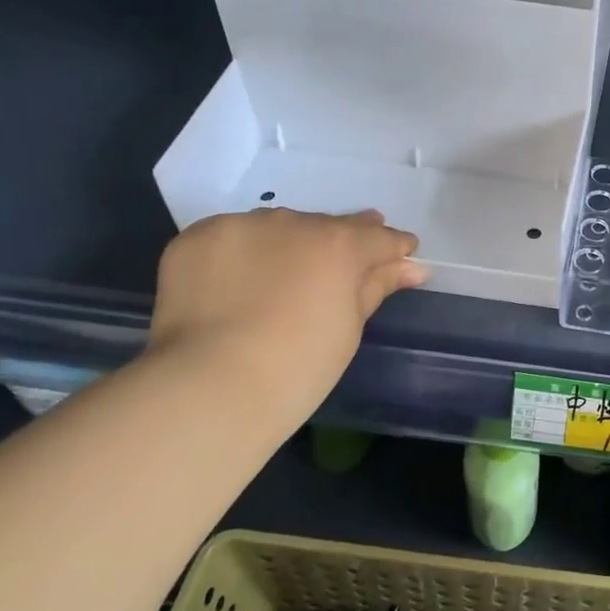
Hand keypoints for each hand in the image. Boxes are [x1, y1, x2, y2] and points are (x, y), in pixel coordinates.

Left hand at [147, 208, 426, 431]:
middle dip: (338, 244)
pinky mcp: (198, 237)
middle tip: (338, 269)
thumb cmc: (298, 368)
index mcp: (340, 244)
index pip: (378, 237)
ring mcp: (242, 226)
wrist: (208, 388)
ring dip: (288, 245)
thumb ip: (376, 287)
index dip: (393, 248)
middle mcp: (294, 222)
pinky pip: (233, 237)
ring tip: (283, 277)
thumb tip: (411, 267)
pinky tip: (238, 282)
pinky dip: (241, 254)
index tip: (401, 257)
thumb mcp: (349, 328)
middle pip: (327, 226)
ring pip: (278, 227)